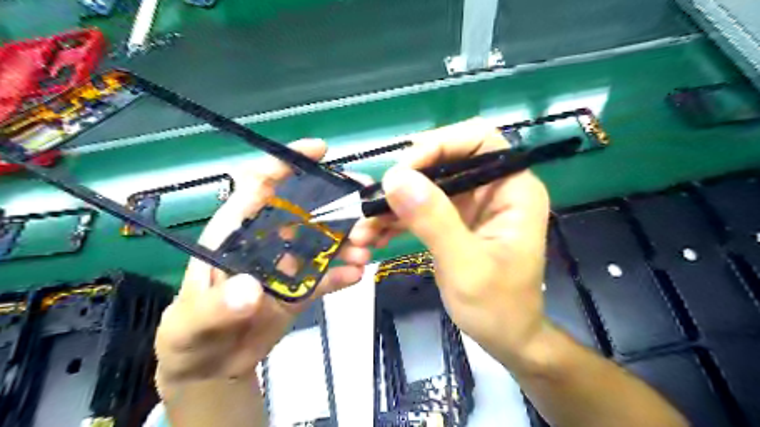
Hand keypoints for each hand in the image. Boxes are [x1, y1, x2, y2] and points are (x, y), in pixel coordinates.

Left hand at [151, 141, 372, 389]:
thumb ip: (216, 306)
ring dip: (347, 241)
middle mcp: (268, 240)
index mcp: (237, 232)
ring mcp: (288, 264)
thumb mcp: (192, 321)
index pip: (260, 186)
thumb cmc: (190, 333)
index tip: (320, 150)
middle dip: (337, 202)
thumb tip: (251, 289)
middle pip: (305, 209)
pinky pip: (326, 275)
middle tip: (367, 206)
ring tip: (366, 250)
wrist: (211, 365)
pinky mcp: (301, 288)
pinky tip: (357, 275)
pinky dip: (343, 273)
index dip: (287, 163)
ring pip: (323, 241)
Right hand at [353, 118, 549, 367]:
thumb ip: (434, 220)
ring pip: (427, 185)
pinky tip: (374, 234)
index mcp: (513, 190)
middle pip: (446, 160)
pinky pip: (421, 207)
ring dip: (394, 203)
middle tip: (375, 202)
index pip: (479, 140)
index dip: (441, 144)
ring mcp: (472, 204)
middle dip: (407, 178)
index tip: (404, 170)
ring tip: (364, 227)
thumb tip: (396, 178)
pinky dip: (397, 218)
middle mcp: (493, 189)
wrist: (505, 338)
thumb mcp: (465, 266)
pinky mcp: (454, 220)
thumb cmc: (498, 307)